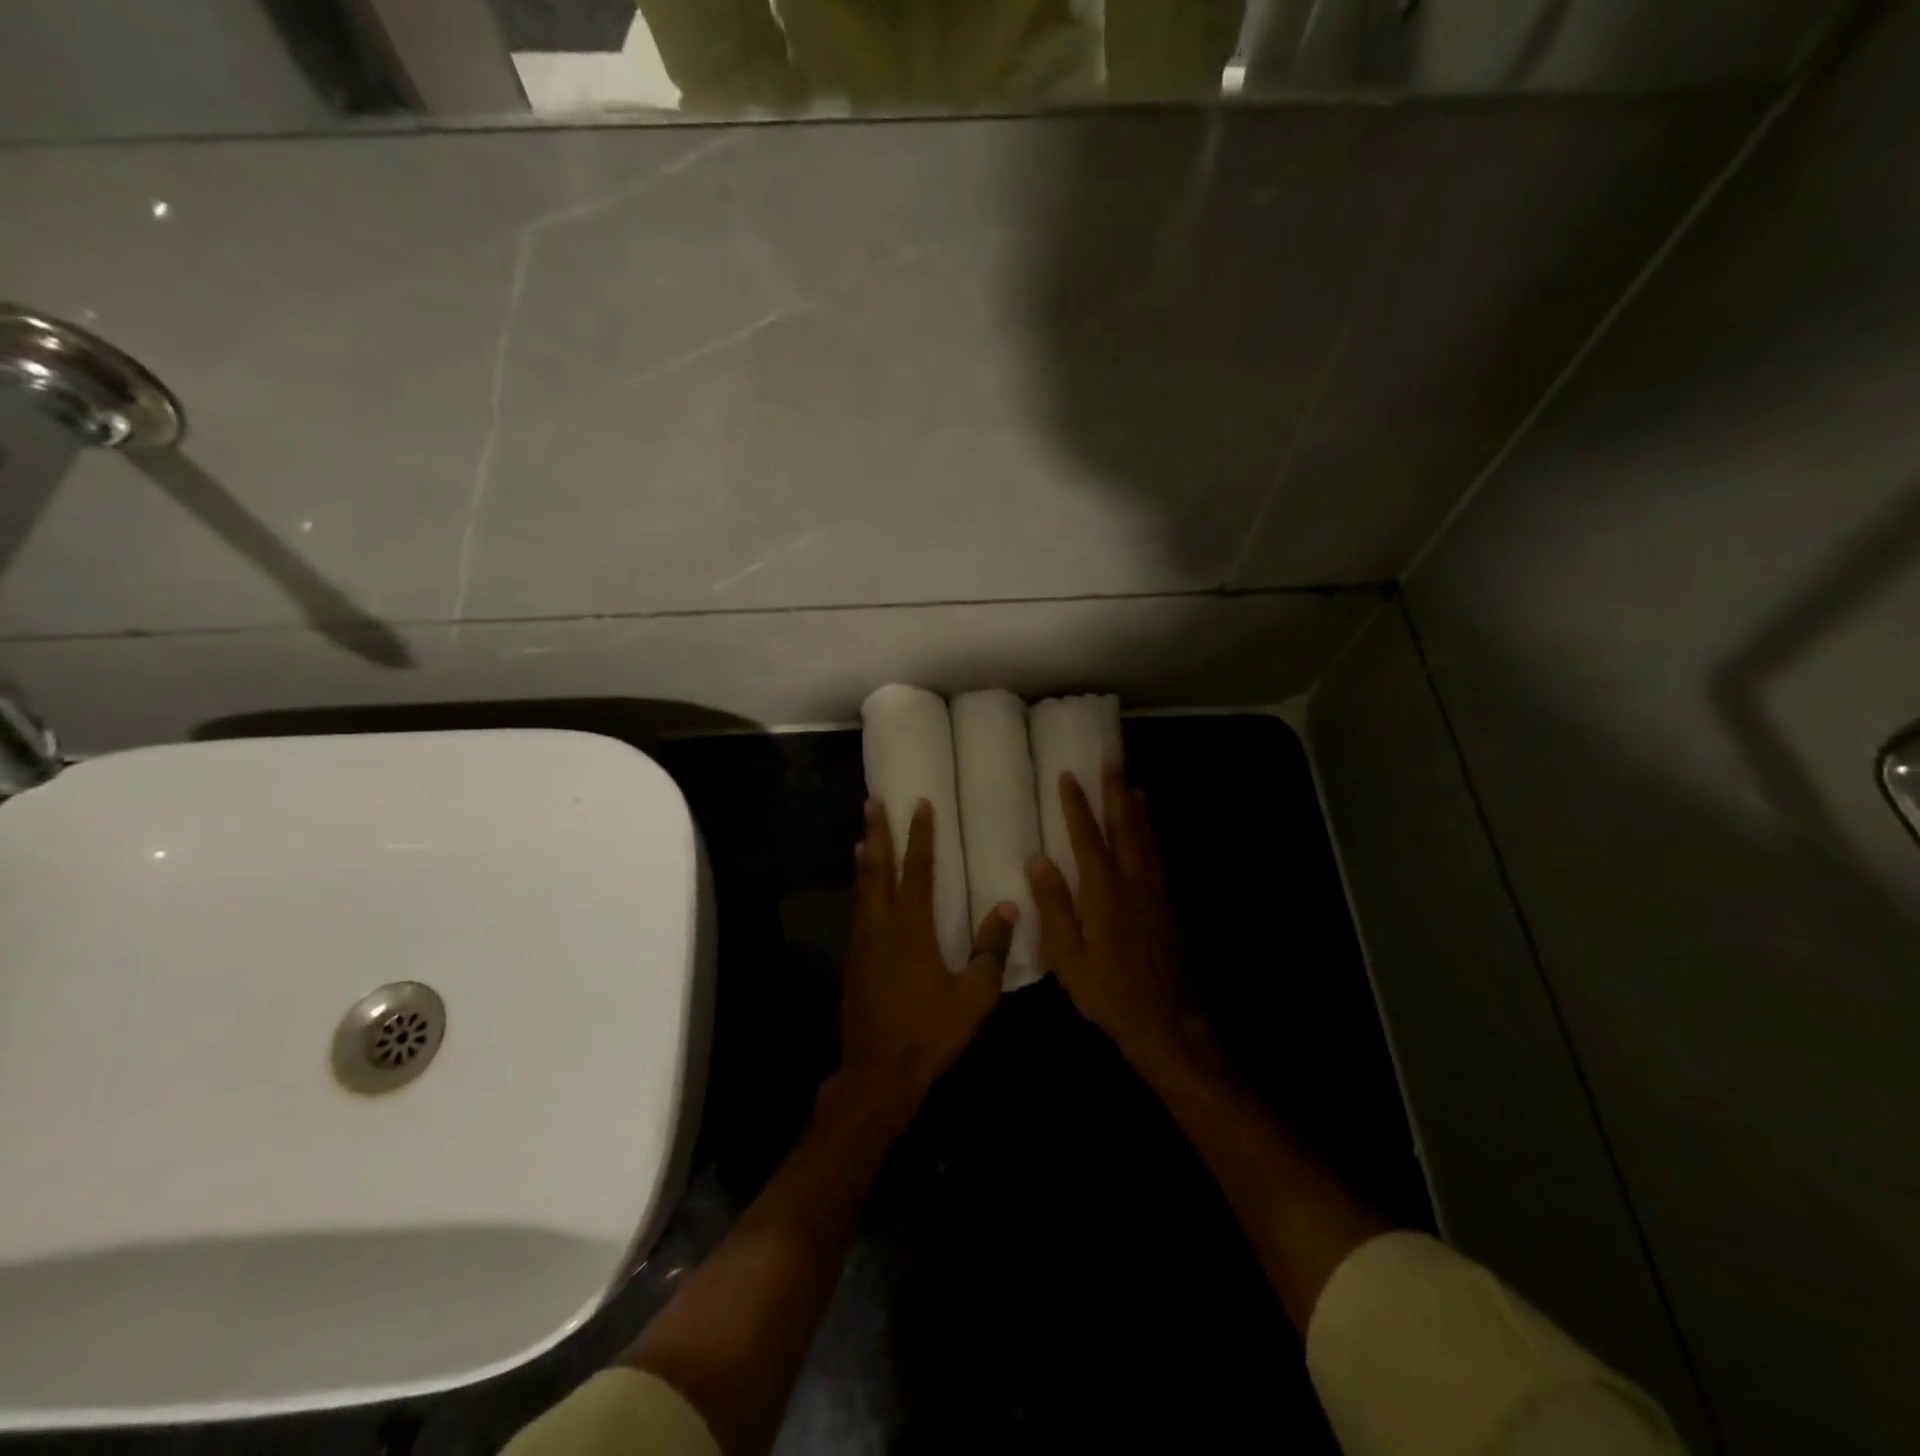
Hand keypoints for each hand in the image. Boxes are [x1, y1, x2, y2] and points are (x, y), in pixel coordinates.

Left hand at [839, 798, 1016, 1115]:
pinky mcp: (853, 963)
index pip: (916, 871)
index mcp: (911, 930)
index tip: (921, 805)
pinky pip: (858, 912)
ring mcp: (862, 945)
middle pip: (877, 870)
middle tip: (871, 802)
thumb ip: (990, 950)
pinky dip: (861, 889)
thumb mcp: (973, 997)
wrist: (877, 1075)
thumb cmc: (929, 1033)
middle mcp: (881, 928)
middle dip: (876, 834)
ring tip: (863, 835)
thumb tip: (1009, 909)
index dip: (920, 837)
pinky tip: (864, 890)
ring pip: (862, 890)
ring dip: (864, 859)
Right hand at [1026, 767, 1204, 1071]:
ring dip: (1137, 809)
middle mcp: (1133, 880)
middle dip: (1115, 791)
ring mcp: (1155, 891)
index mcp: (1104, 890)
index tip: (1068, 776)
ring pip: (1146, 838)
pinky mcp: (1168, 904)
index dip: (1076, 805)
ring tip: (1132, 785)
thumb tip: (1038, 860)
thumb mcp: (1068, 955)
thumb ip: (1054, 906)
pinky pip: (1158, 856)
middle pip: (1125, 826)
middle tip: (1112, 760)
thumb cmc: (1108, 989)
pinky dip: (1151, 834)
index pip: (1087, 836)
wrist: (1166, 1019)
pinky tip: (1149, 833)